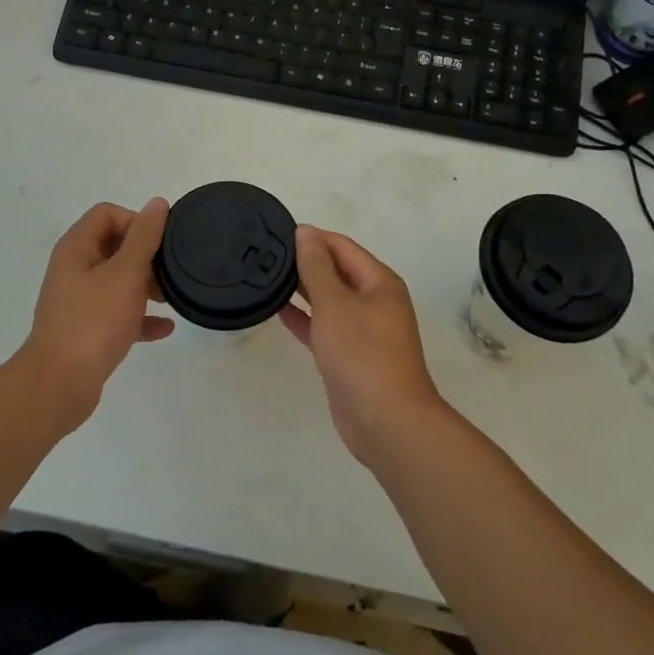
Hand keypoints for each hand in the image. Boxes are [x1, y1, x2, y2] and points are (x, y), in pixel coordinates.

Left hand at [19, 199, 173, 429]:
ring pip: (117, 280)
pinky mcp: (86, 329)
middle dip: (145, 255)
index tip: (158, 245)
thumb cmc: (93, 322)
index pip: (107, 214)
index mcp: (77, 248)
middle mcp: (74, 269)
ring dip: (145, 285)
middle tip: (169, 272)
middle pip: (114, 245)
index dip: (136, 221)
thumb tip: (157, 203)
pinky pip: (117, 313)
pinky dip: (139, 316)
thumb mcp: (126, 274)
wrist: (58, 386)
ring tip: (170, 298)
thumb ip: (144, 237)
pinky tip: (164, 328)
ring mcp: (78, 301)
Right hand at [281, 226, 447, 468]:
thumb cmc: (362, 354)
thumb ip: (316, 267)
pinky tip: (278, 310)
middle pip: (338, 271)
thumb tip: (306, 233)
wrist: (386, 422)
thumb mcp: (335, 304)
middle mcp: (374, 301)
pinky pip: (324, 327)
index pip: (343, 247)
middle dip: (307, 261)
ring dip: (303, 289)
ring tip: (267, 276)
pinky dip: (305, 318)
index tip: (279, 232)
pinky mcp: (349, 356)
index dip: (314, 237)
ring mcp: (363, 330)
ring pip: (329, 300)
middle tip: (267, 253)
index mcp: (379, 282)